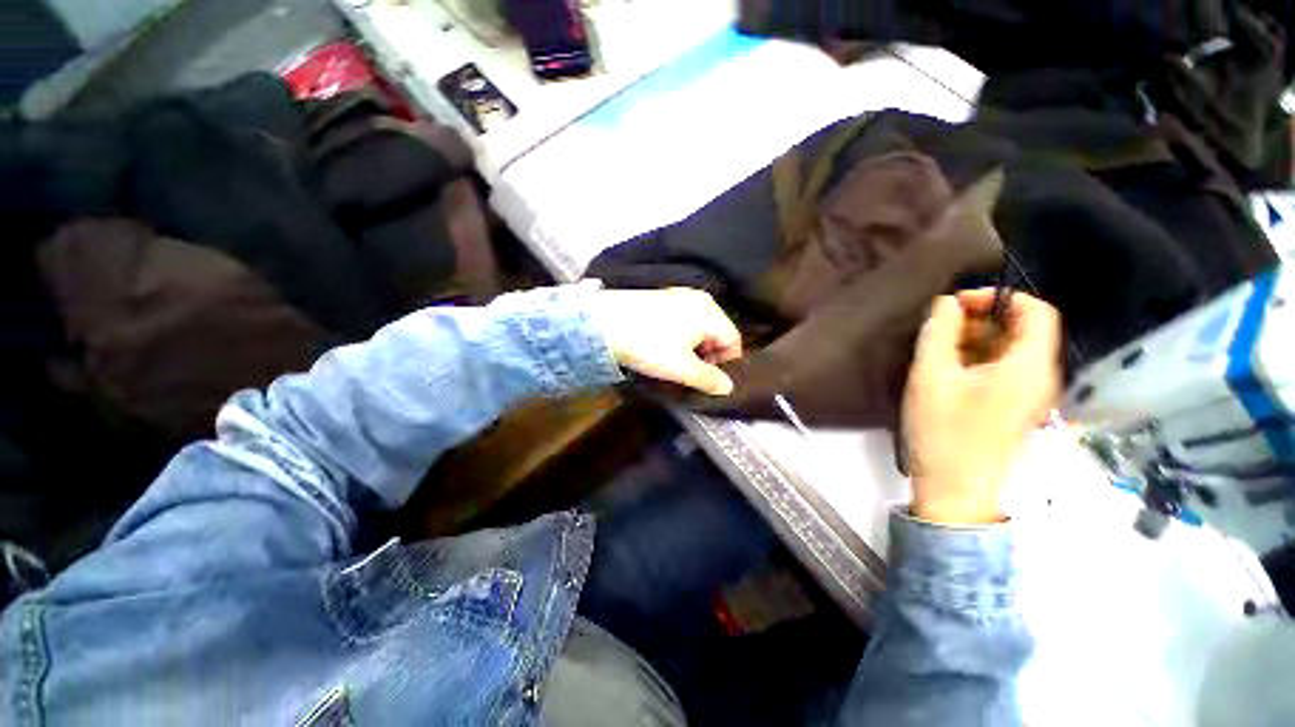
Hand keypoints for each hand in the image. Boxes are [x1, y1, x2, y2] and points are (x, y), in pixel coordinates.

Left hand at [592, 288, 742, 395]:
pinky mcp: (661, 297)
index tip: (706, 379)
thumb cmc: (647, 345)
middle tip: (690, 373)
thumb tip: (728, 387)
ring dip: (693, 348)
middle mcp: (699, 298)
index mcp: (709, 312)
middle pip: (717, 332)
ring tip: (674, 362)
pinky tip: (662, 346)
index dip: (725, 364)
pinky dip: (680, 336)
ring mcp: (679, 295)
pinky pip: (683, 320)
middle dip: (708, 356)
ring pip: (699, 327)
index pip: (734, 340)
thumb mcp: (680, 368)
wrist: (600, 322)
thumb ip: (708, 379)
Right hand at [902, 289, 1061, 524]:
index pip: (1035, 311)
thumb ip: (939, 333)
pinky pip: (1004, 370)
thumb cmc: (944, 431)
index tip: (956, 304)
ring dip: (976, 340)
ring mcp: (1031, 395)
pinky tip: (948, 371)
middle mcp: (1041, 376)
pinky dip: (978, 360)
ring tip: (938, 350)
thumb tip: (946, 303)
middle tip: (940, 329)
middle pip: (1023, 330)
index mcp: (1029, 366)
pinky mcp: (1017, 408)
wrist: (955, 490)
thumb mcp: (931, 376)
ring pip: (1011, 350)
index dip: (998, 298)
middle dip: (982, 319)